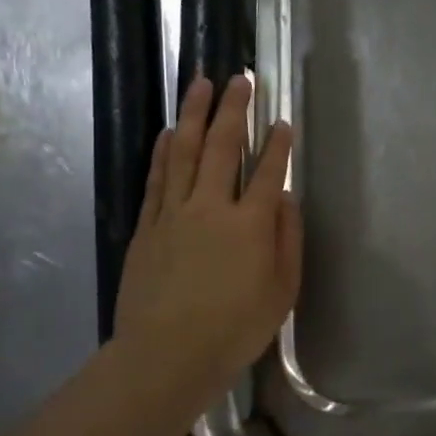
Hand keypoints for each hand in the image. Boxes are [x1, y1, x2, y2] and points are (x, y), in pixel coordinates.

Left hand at [113, 75, 301, 393]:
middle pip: (222, 146)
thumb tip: (285, 198)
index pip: (268, 171)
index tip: (281, 120)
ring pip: (183, 151)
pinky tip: (166, 131)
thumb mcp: (282, 291)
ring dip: (193, 114)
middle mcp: (211, 207)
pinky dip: (162, 151)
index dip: (277, 144)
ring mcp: (174, 213)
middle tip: (239, 79)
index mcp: (251, 224)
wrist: (166, 356)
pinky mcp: (147, 227)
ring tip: (199, 84)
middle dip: (233, 109)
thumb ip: (288, 239)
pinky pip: (156, 178)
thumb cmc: (234, 329)